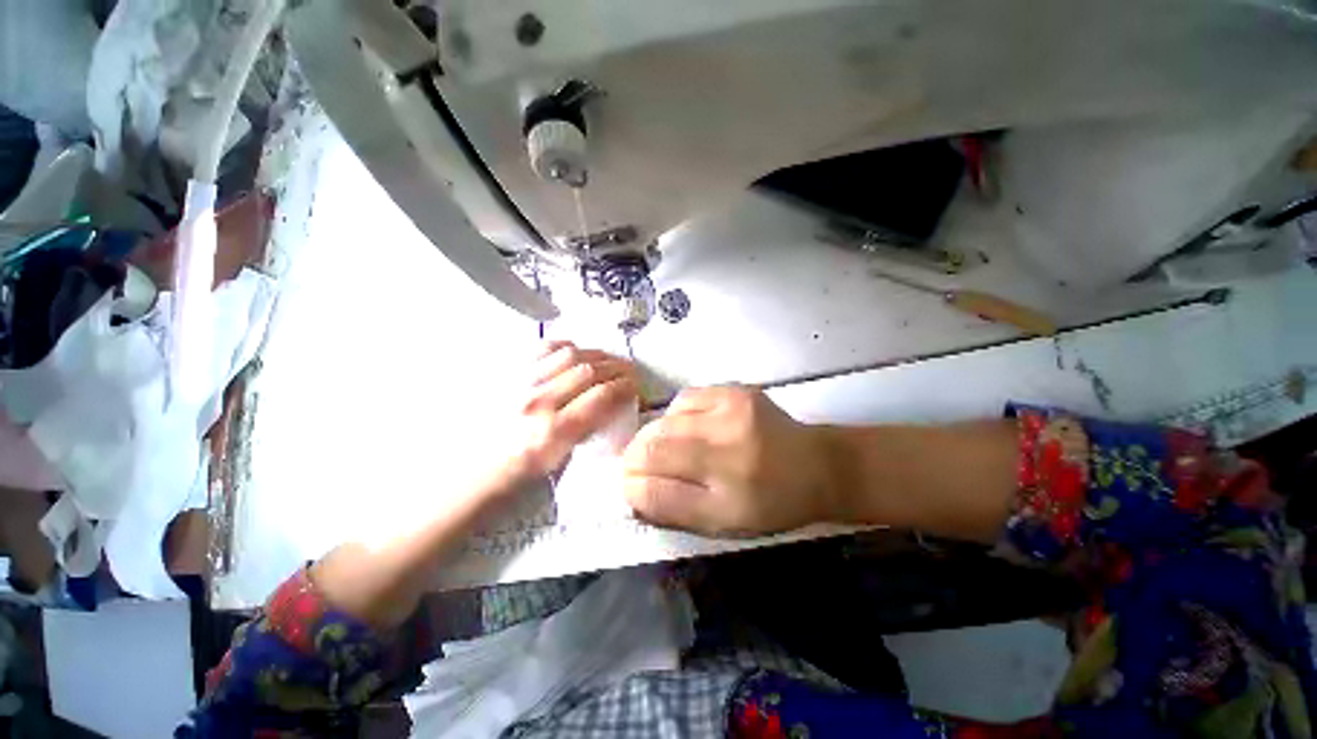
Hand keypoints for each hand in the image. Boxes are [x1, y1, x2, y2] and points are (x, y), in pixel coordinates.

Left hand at [510, 341, 637, 479]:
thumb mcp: (561, 463)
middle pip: (590, 370)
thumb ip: (588, 429)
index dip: (625, 386)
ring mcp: (520, 383)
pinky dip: (566, 347)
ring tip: (606, 361)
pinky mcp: (507, 373)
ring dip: (596, 355)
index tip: (635, 387)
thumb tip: (610, 405)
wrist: (470, 472)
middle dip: (618, 367)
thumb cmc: (518, 478)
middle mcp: (537, 402)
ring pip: (570, 354)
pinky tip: (576, 354)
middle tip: (628, 371)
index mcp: (553, 433)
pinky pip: (544, 348)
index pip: (602, 396)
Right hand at [621, 386, 836, 536]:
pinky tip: (691, 426)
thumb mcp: (723, 524)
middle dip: (635, 458)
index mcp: (729, 496)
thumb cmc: (770, 504)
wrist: (815, 464)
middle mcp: (729, 449)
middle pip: (653, 447)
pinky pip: (684, 399)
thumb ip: (673, 509)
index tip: (629, 487)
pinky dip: (677, 416)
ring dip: (657, 436)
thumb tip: (632, 489)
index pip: (654, 490)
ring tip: (673, 447)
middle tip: (641, 466)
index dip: (631, 487)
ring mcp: (732, 411)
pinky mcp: (735, 390)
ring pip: (664, 420)